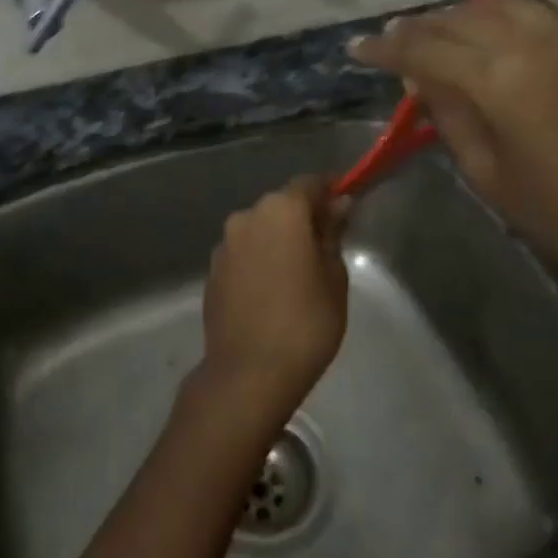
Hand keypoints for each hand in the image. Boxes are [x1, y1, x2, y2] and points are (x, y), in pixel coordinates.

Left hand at [199, 176, 350, 420]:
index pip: (309, 184)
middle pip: (281, 205)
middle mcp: (247, 217)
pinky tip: (272, 291)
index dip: (329, 191)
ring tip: (298, 274)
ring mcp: (224, 244)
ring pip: (259, 229)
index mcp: (281, 211)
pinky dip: (259, 260)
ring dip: (278, 240)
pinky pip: (243, 253)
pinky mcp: (212, 270)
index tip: (345, 206)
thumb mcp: (334, 277)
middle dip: (303, 218)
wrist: (248, 372)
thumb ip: (332, 235)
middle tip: (325, 246)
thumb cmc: (305, 322)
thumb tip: (336, 205)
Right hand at [349, 0, 557, 315]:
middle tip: (400, 38)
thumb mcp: (485, 171)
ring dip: (471, 9)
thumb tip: (418, 77)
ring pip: (509, 3)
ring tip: (448, 20)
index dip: (384, 50)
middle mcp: (531, 42)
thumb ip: (448, 115)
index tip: (358, 49)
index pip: (422, 52)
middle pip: (461, 21)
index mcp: (494, 81)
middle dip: (422, 28)